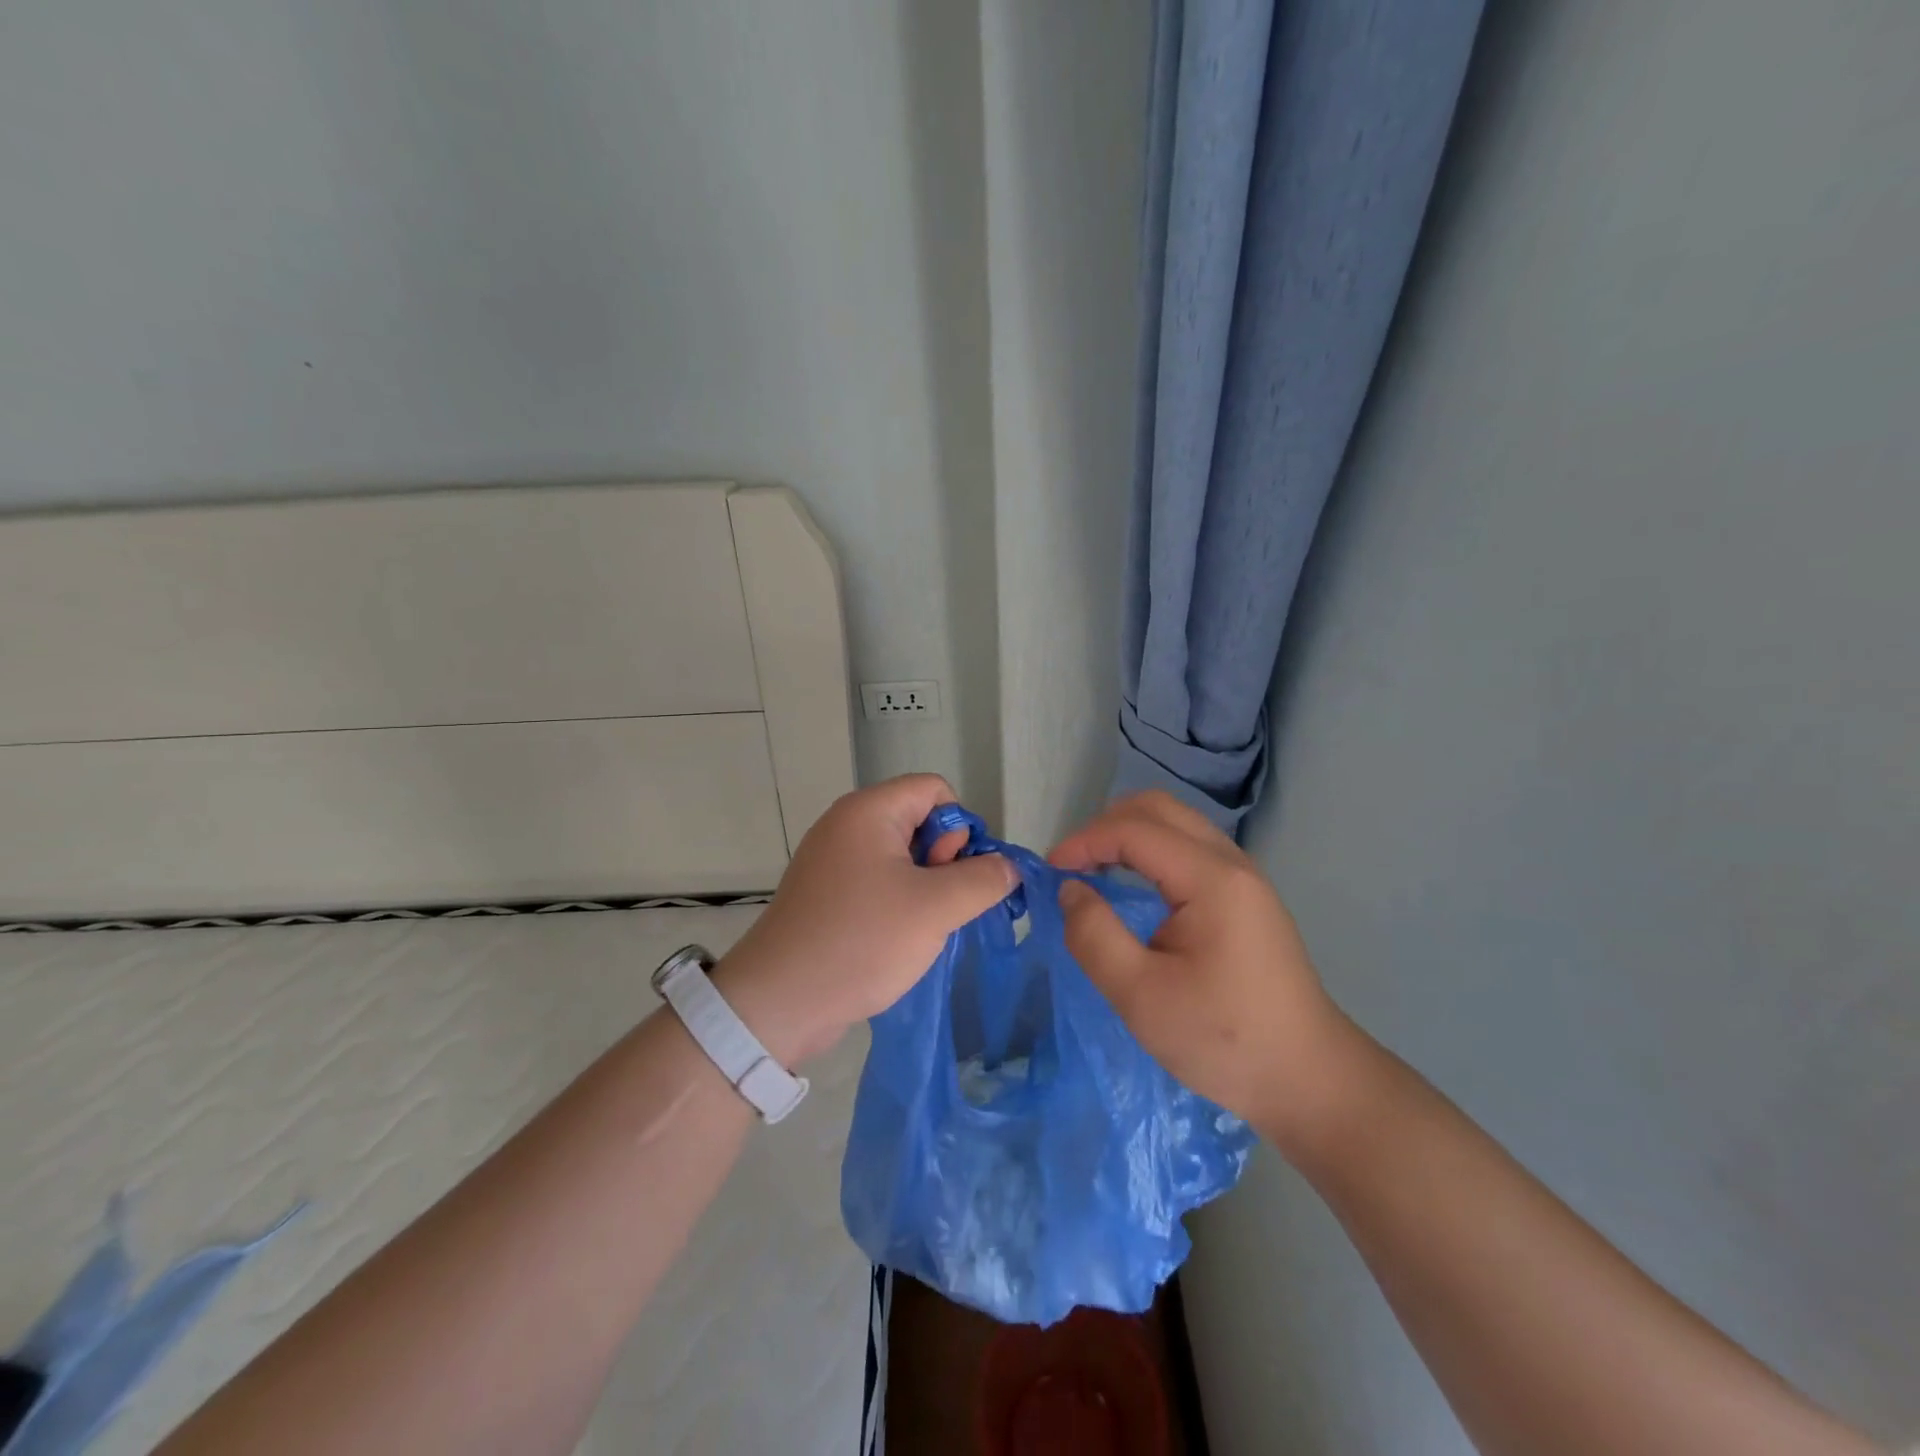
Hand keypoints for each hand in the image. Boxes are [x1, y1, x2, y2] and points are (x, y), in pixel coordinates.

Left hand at [714, 775, 1015, 1065]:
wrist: (779, 1002)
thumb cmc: (862, 941)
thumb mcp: (936, 908)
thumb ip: (984, 879)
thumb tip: (1007, 867)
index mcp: (869, 811)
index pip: (935, 790)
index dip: (959, 828)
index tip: (955, 874)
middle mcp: (847, 825)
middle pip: (919, 820)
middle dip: (943, 860)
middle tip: (935, 904)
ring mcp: (832, 860)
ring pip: (902, 857)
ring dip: (925, 888)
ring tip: (919, 928)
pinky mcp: (826, 894)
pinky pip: (878, 882)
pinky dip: (898, 903)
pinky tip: (898, 939)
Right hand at [1049, 791, 1355, 1140]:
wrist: (1308, 1080)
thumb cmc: (1222, 1039)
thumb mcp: (1140, 996)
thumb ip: (1094, 936)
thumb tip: (1070, 889)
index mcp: (1211, 878)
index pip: (1134, 830)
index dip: (1084, 841)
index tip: (1049, 872)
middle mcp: (1231, 863)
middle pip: (1158, 809)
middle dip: (1105, 826)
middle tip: (1072, 866)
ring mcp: (1244, 877)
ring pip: (1176, 823)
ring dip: (1128, 834)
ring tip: (1094, 871)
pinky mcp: (1246, 897)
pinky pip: (1189, 847)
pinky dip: (1151, 851)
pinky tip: (1133, 886)